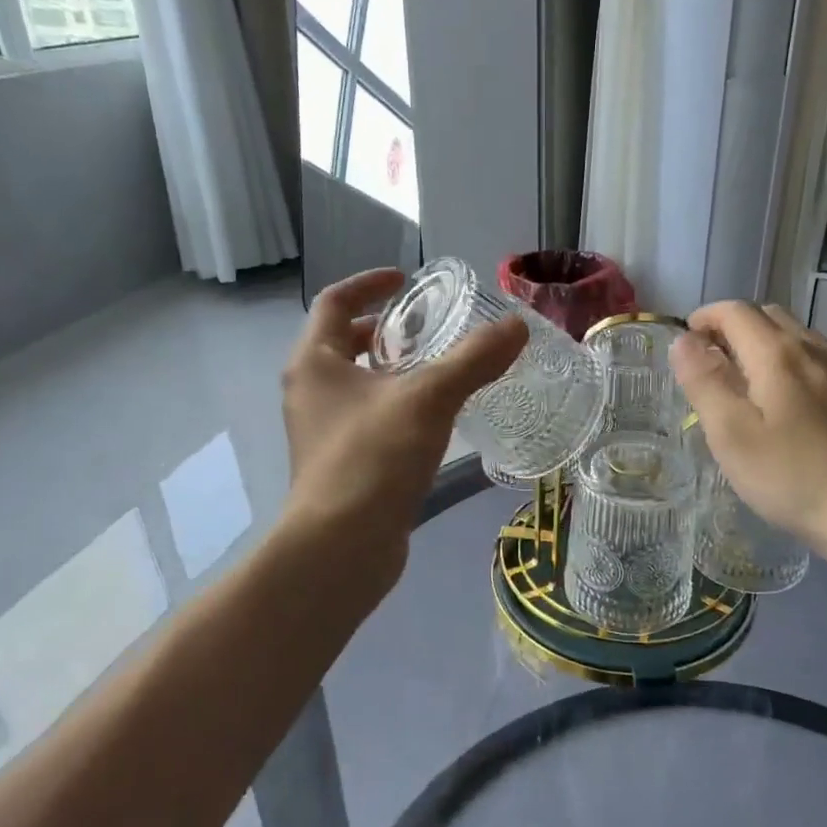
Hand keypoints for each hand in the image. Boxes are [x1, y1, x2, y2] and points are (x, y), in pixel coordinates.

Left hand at [280, 268, 527, 589]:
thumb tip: (517, 326)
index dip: (368, 283)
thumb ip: (473, 359)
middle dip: (383, 329)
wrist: (341, 547)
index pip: (333, 301)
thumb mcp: (429, 398)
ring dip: (392, 370)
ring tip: (438, 370)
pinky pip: (368, 418)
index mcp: (314, 362)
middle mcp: (310, 391)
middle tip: (428, 328)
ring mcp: (322, 432)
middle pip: (342, 342)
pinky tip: (434, 420)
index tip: (405, 279)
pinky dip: (396, 406)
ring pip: (357, 384)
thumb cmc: (373, 458)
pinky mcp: (340, 465)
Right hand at [671, 302, 826, 569]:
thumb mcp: (732, 435)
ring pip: (800, 340)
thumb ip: (705, 382)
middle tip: (713, 366)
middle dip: (734, 329)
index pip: (734, 311)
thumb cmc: (797, 478)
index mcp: (778, 354)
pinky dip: (798, 369)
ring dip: (767, 348)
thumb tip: (683, 341)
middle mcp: (817, 349)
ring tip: (751, 388)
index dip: (704, 318)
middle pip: (770, 317)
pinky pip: (825, 365)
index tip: (686, 343)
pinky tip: (798, 411)